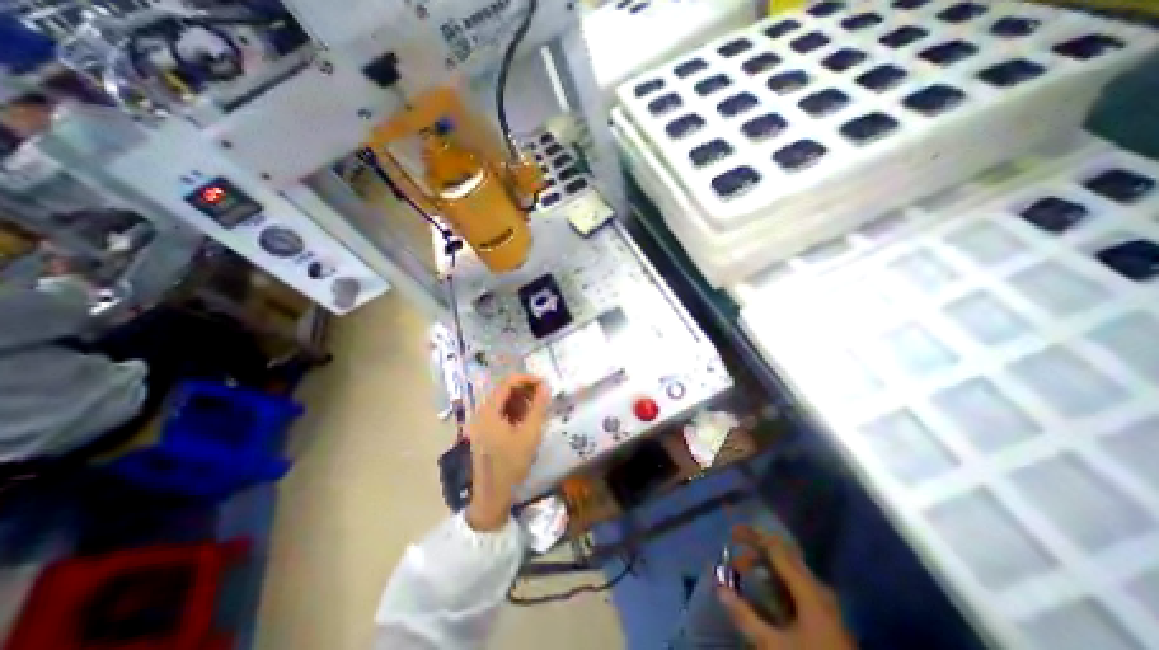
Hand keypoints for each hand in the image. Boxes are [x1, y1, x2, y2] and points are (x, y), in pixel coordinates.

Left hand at [466, 376, 549, 532]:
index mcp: (489, 411)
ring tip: (538, 407)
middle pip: (504, 390)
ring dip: (521, 400)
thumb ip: (538, 407)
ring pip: (502, 401)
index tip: (544, 383)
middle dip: (525, 389)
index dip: (527, 379)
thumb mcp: (530, 434)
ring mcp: (481, 423)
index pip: (507, 383)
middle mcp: (482, 412)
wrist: (492, 495)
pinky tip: (527, 419)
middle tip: (543, 395)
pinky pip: (500, 413)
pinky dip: (514, 411)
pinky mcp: (484, 432)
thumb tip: (545, 386)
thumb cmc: (511, 463)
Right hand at [718, 528, 848, 648]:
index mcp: (808, 588)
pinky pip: (797, 585)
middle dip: (756, 550)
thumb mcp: (774, 646)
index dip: (752, 535)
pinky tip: (765, 590)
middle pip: (784, 555)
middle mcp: (818, 588)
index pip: (776, 548)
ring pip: (790, 570)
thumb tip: (719, 588)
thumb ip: (745, 615)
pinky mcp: (826, 617)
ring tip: (743, 571)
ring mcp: (825, 603)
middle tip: (734, 551)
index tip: (731, 531)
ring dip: (765, 566)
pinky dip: (776, 580)